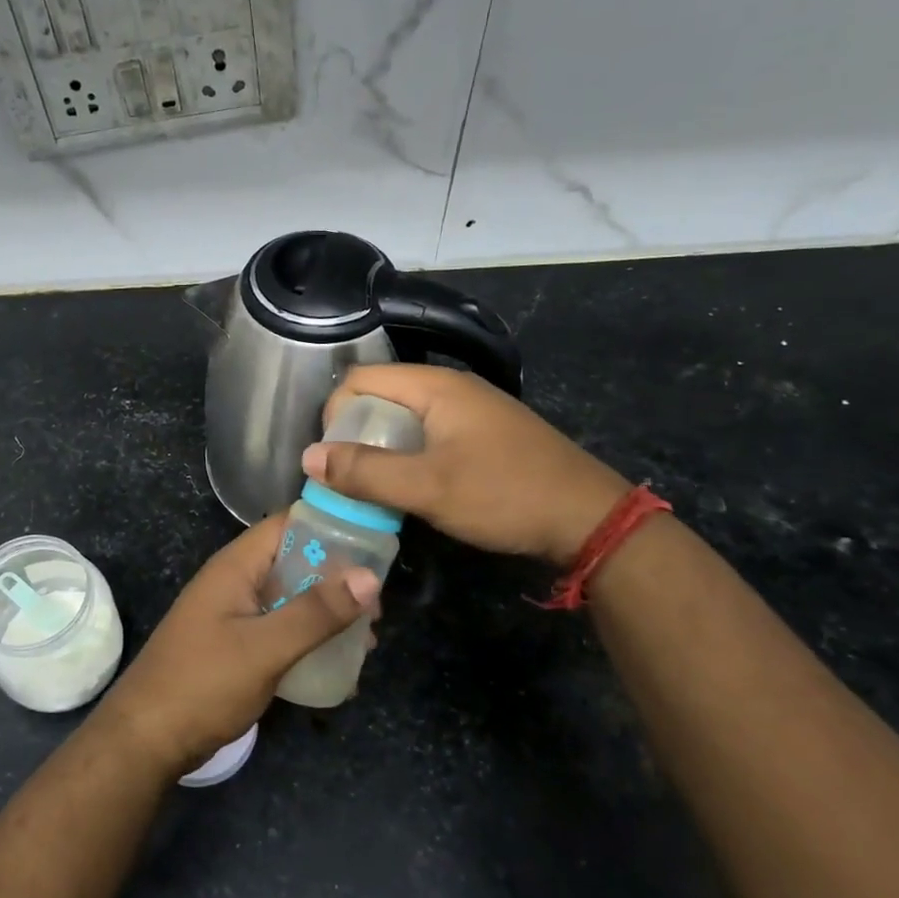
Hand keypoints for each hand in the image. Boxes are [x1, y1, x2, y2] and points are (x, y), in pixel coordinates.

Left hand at [95, 515, 378, 779]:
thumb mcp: (265, 648)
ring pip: (292, 598)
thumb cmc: (203, 684)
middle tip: (377, 608)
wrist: (145, 740)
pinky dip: (309, 639)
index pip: (290, 523)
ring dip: (327, 613)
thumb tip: (370, 577)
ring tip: (367, 640)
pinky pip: (281, 629)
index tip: (377, 546)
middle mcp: (236, 581)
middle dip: (338, 579)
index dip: (332, 526)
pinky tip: (339, 666)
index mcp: (237, 566)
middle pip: (296, 561)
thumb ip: (316, 612)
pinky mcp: (236, 645)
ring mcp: (235, 614)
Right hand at [303, 364, 630, 566]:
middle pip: (380, 395)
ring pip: (405, 418)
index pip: (360, 379)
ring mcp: (471, 410)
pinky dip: (408, 455)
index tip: (332, 460)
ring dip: (381, 448)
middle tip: (349, 478)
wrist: (589, 518)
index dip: (334, 414)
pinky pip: (429, 434)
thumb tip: (309, 458)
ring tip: (375, 487)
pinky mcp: (484, 434)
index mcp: (435, 386)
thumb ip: (365, 473)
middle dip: (355, 433)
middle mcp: (451, 387)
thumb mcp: (428, 488)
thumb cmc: (504, 495)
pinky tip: (413, 487)